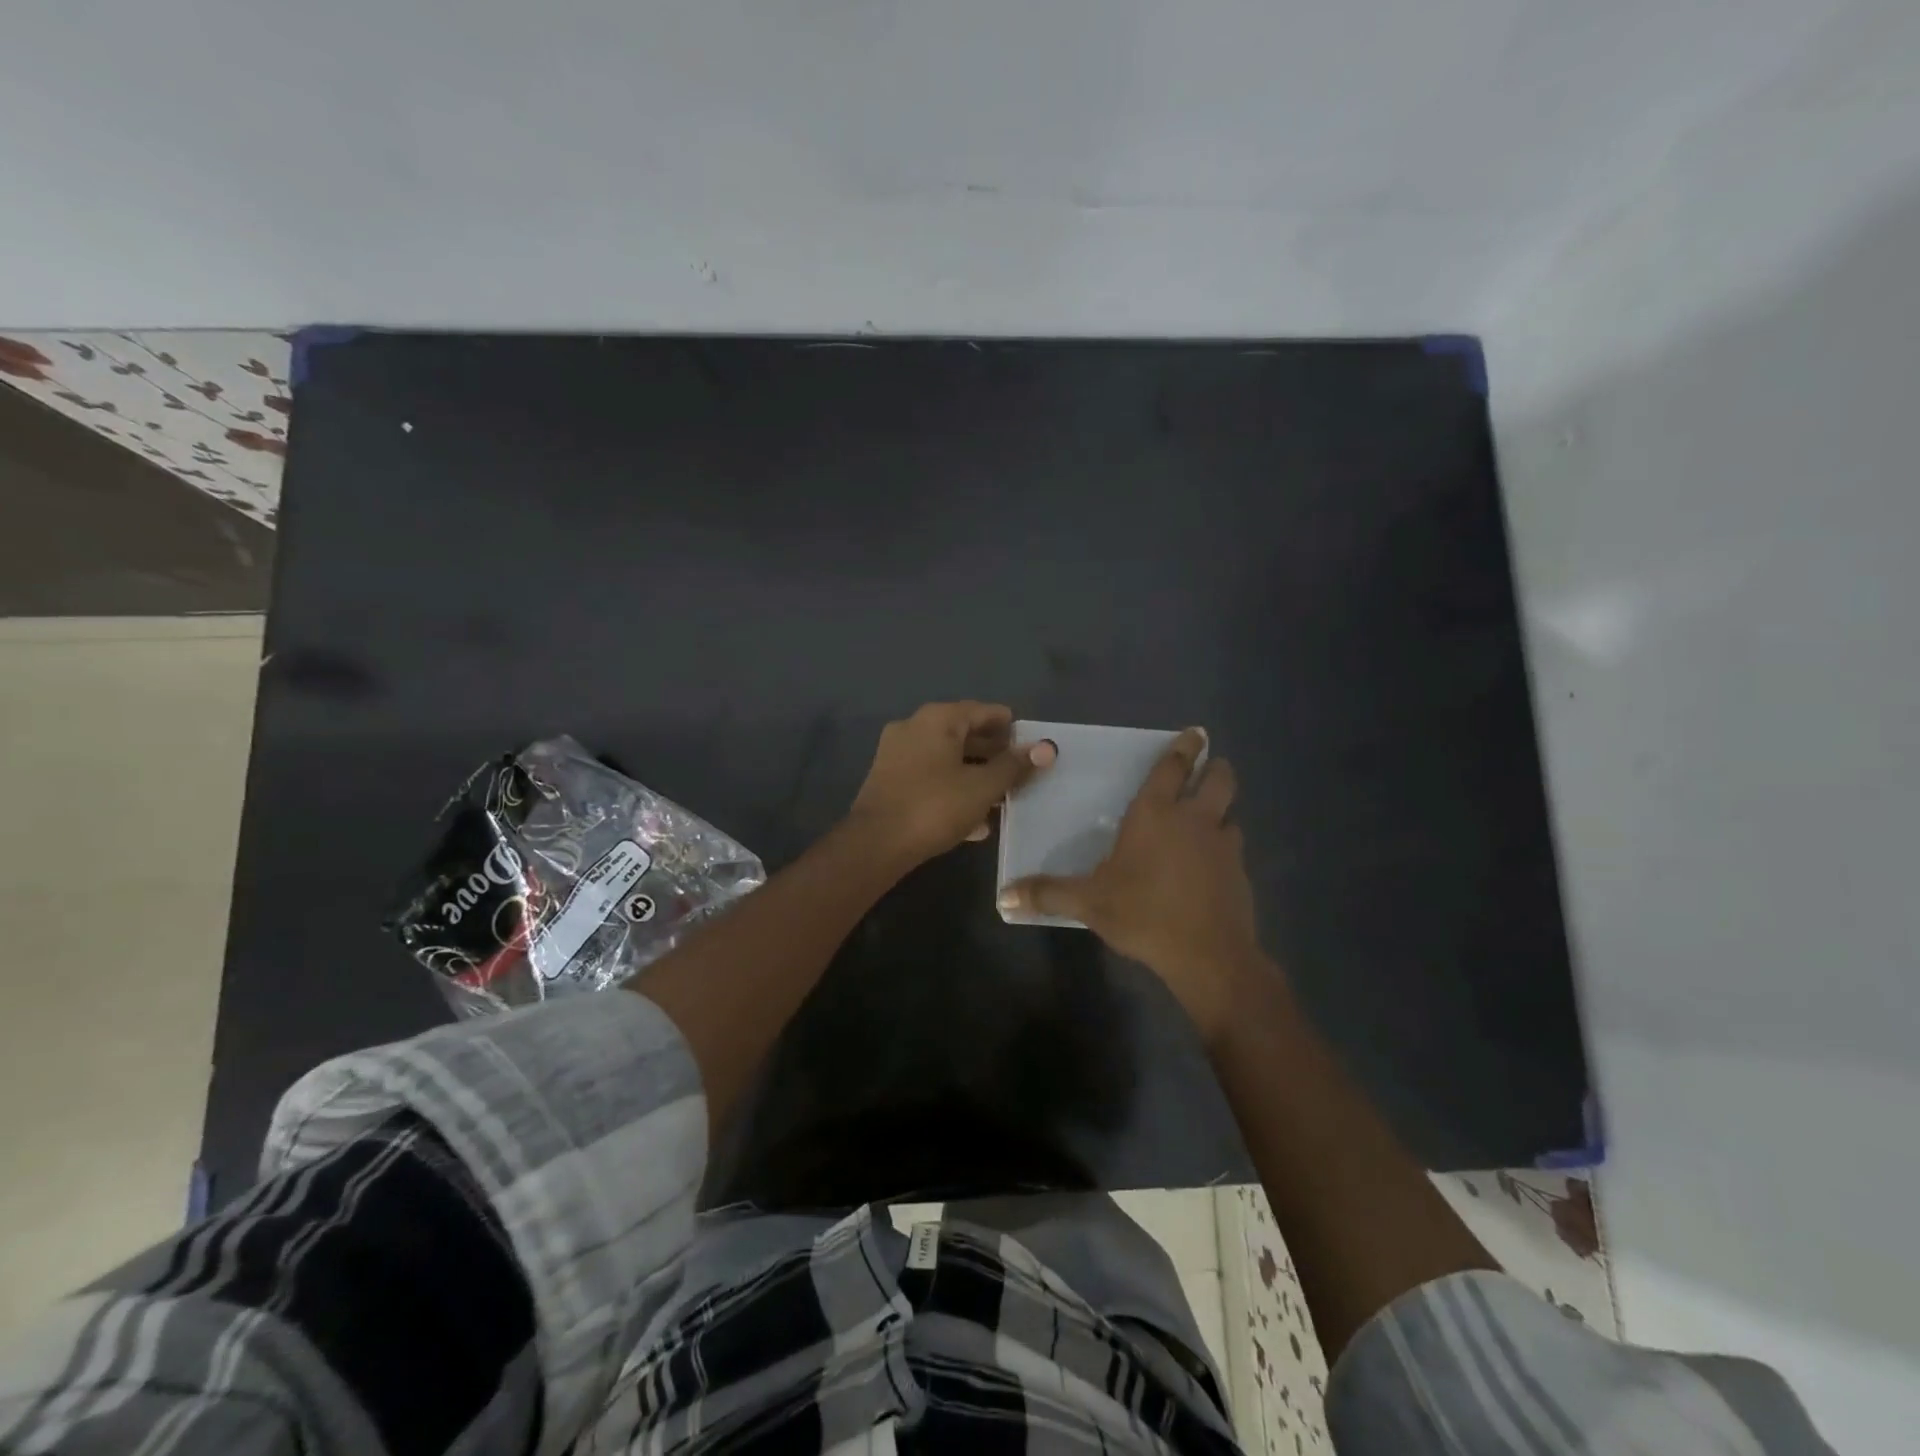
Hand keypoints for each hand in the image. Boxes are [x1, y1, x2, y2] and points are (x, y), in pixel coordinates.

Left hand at [849, 702, 1055, 865]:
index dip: (1010, 727)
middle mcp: (914, 727)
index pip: (982, 711)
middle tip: (1020, 773)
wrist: (876, 844)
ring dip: (974, 775)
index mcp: (937, 719)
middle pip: (963, 734)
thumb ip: (1014, 766)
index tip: (1030, 744)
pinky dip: (953, 789)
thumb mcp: (983, 787)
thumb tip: (1046, 747)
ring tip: (1002, 798)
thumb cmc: (935, 807)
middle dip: (993, 754)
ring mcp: (897, 753)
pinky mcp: (889, 780)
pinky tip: (975, 820)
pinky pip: (931, 777)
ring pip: (947, 759)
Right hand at [999, 727, 1262, 1043]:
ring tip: (1208, 821)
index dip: (1184, 747)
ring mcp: (1223, 845)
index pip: (1172, 767)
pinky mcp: (1240, 874)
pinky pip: (1233, 849)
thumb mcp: (1089, 904)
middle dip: (1215, 768)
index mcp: (1155, 814)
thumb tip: (1004, 897)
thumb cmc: (1143, 914)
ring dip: (1221, 812)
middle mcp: (1194, 819)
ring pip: (1230, 815)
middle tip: (1210, 766)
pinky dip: (1224, 849)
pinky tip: (1211, 867)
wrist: (1208, 955)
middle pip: (1218, 780)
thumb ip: (1048, 894)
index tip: (1195, 732)